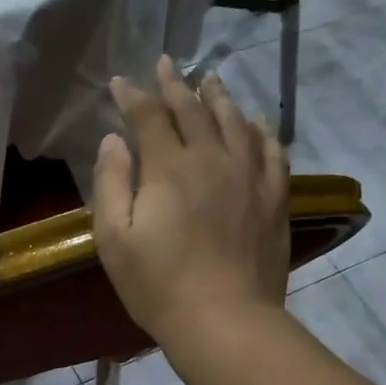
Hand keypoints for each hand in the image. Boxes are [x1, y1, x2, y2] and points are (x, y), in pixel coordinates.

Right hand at [92, 56, 289, 348]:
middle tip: (165, 64)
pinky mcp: (274, 197)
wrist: (224, 320)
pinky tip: (255, 121)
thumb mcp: (114, 240)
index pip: (149, 117)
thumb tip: (113, 141)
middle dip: (174, 85)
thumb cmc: (158, 285)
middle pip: (193, 110)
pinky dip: (260, 129)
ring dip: (217, 97)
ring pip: (234, 121)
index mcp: (169, 168)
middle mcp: (212, 158)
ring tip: (208, 80)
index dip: (133, 96)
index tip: (120, 83)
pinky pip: (271, 149)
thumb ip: (111, 184)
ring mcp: (249, 175)